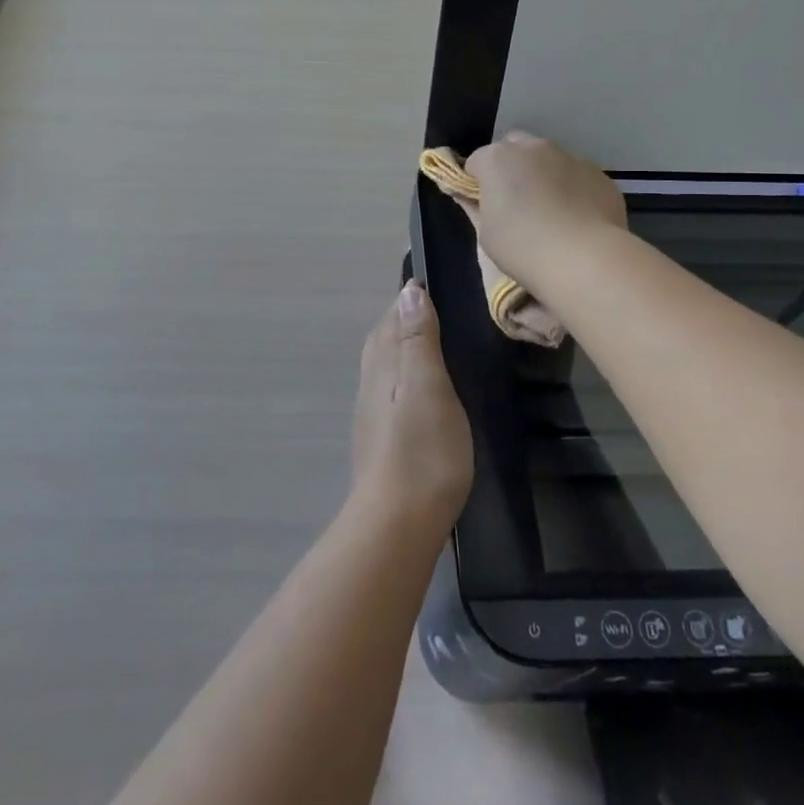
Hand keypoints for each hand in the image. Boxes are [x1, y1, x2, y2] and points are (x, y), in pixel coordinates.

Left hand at [350, 282, 473, 535]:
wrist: (396, 522)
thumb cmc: (422, 450)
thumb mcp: (429, 386)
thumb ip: (418, 339)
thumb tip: (409, 291)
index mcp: (384, 363)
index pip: (393, 317)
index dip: (409, 298)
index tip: (428, 282)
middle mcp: (371, 381)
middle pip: (383, 338)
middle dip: (402, 319)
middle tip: (431, 307)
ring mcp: (372, 411)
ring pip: (383, 364)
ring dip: (401, 347)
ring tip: (428, 342)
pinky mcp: (379, 438)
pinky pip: (388, 390)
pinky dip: (402, 375)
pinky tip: (417, 390)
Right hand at [464, 132, 626, 291]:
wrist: (585, 258)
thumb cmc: (522, 247)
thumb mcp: (486, 233)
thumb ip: (477, 207)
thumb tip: (468, 196)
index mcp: (497, 159)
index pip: (476, 162)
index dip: (476, 183)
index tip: (482, 205)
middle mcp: (533, 148)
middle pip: (513, 148)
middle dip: (510, 167)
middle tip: (514, 201)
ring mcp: (569, 157)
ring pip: (548, 159)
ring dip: (542, 175)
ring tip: (549, 211)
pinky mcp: (597, 173)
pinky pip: (576, 175)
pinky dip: (571, 188)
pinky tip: (575, 218)